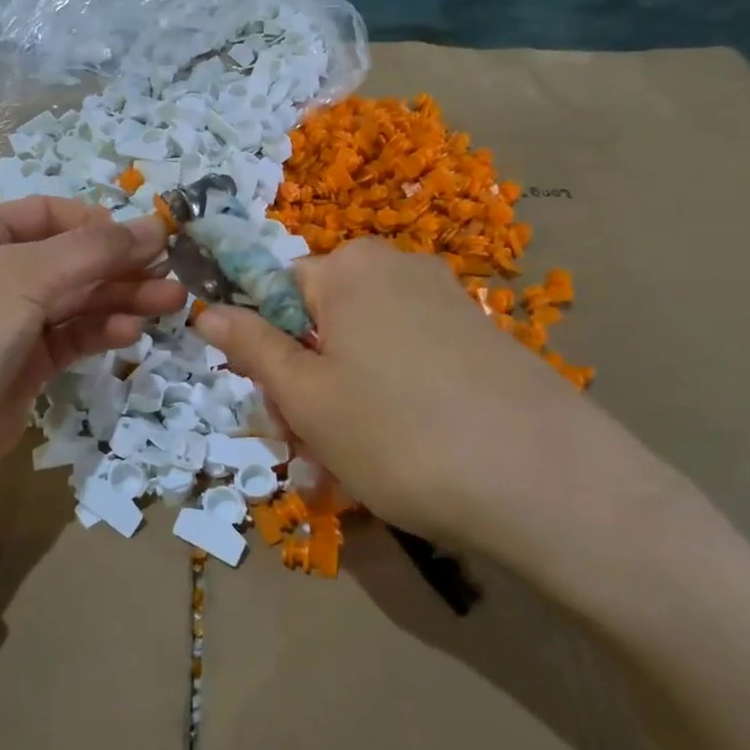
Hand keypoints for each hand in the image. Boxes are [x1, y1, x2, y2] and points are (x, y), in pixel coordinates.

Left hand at [0, 197, 185, 569]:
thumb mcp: (22, 277)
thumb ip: (95, 250)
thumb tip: (159, 224)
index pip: (47, 214)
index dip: (97, 223)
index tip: (146, 237)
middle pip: (68, 258)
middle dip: (120, 265)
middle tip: (173, 274)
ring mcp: (7, 322)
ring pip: (75, 300)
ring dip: (122, 298)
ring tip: (170, 304)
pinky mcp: (23, 366)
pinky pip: (71, 338)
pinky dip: (101, 332)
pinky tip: (132, 332)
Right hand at [192, 239, 702, 581]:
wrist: (545, 482)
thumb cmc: (397, 433)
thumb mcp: (305, 396)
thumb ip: (250, 347)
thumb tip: (204, 309)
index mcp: (351, 267)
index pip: (278, 291)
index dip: (268, 350)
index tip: (277, 408)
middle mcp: (401, 269)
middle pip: (324, 319)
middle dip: (307, 381)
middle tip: (311, 449)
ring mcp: (449, 302)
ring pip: (366, 347)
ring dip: (346, 399)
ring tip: (357, 463)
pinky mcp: (484, 339)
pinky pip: (412, 360)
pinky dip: (394, 399)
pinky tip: (407, 452)